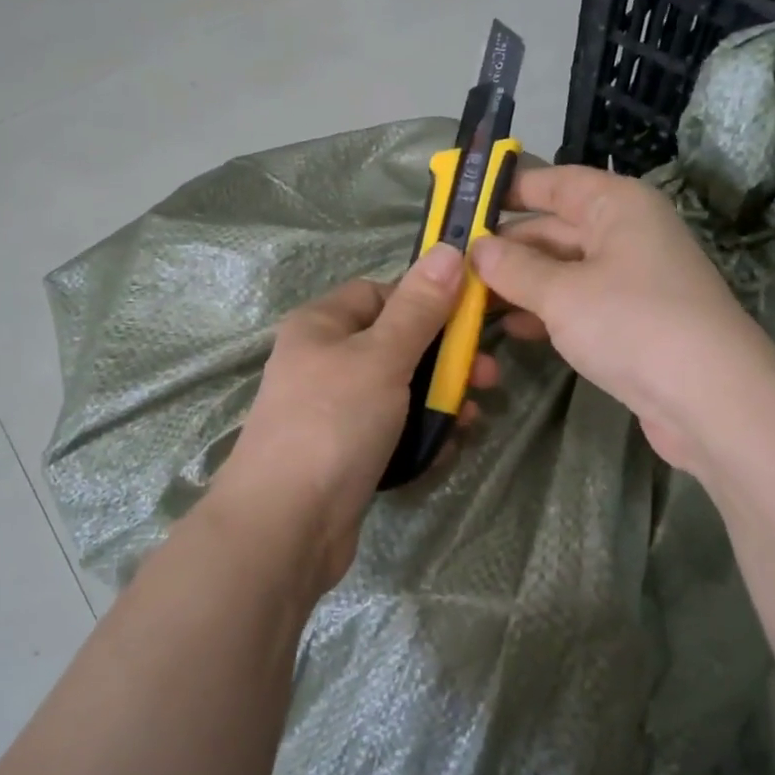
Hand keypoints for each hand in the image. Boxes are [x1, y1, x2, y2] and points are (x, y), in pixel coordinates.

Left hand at [214, 242, 498, 595]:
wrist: (286, 526)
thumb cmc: (333, 423)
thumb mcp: (382, 357)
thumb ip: (419, 308)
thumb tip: (447, 248)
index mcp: (322, 325)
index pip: (380, 293)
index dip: (425, 301)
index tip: (468, 321)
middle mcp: (325, 362)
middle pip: (398, 345)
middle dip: (445, 361)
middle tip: (489, 377)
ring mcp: (335, 411)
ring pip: (402, 392)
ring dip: (441, 402)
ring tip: (469, 421)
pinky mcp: (348, 453)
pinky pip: (394, 431)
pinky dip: (421, 437)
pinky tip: (444, 451)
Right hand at [471, 165, 774, 474]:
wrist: (711, 399)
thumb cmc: (632, 323)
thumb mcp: (562, 293)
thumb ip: (514, 268)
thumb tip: (476, 249)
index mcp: (618, 205)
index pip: (555, 182)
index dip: (509, 189)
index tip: (462, 203)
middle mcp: (628, 233)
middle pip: (555, 228)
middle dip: (506, 247)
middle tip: (453, 264)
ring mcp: (633, 279)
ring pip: (564, 270)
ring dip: (520, 284)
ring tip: (469, 299)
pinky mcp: (634, 321)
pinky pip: (579, 304)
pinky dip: (546, 312)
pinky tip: (511, 329)